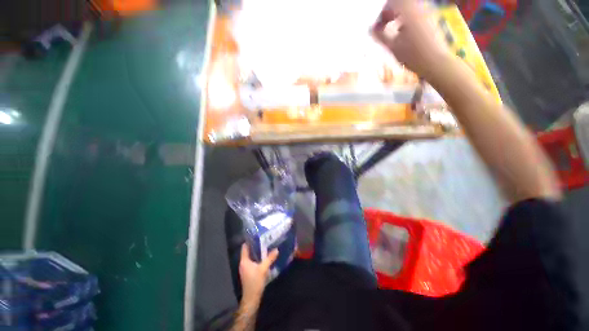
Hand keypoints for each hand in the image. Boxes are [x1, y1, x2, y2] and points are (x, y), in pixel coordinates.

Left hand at [239, 243, 278, 301]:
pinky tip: (264, 257)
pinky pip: (252, 261)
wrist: (251, 299)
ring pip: (250, 256)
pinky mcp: (248, 272)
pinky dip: (257, 258)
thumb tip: (276, 249)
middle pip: (248, 251)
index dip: (250, 240)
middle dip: (255, 245)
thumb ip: (270, 258)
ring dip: (257, 252)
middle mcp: (243, 263)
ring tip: (265, 246)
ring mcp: (245, 268)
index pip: (245, 247)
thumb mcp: (264, 269)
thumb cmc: (255, 282)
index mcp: (244, 261)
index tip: (257, 234)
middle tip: (264, 239)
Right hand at [372, 0, 452, 79]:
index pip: (392, 2)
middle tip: (383, 27)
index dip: (382, 13)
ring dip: (398, 17)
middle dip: (390, 13)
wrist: (436, 62)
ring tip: (393, 32)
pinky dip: (406, 20)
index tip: (378, 26)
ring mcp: (427, 13)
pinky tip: (404, 34)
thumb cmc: (412, 55)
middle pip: (400, 3)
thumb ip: (381, 36)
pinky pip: (416, 14)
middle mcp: (419, 8)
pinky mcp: (431, 20)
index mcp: (408, 12)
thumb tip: (371, 29)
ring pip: (408, 9)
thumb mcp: (393, 46)